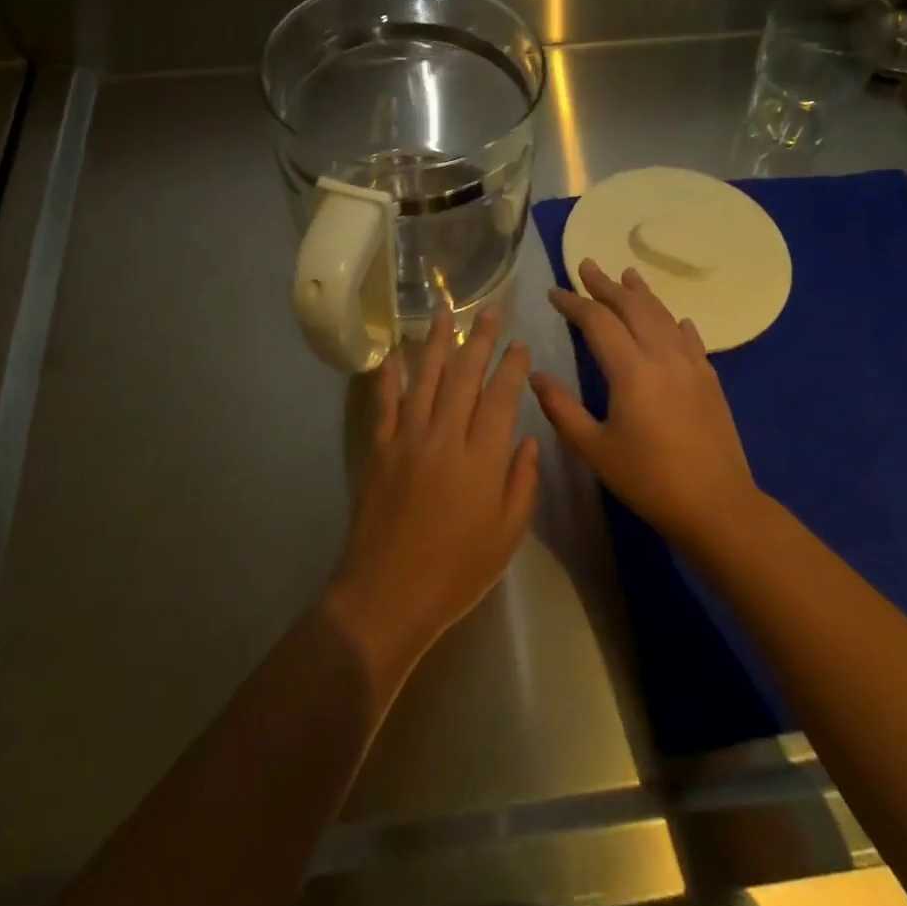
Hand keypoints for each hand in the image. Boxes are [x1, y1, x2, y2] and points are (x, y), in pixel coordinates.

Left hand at [328, 307, 539, 684]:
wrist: (387, 595)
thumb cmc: (456, 571)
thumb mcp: (506, 535)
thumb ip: (521, 482)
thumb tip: (526, 438)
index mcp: (481, 460)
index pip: (501, 398)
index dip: (511, 366)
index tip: (519, 343)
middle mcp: (444, 438)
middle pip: (464, 377)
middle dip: (478, 340)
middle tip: (487, 310)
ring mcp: (407, 440)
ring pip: (425, 380)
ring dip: (436, 344)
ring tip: (443, 312)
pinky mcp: (380, 450)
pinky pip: (385, 404)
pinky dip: (389, 376)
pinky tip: (394, 353)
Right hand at [531, 260, 760, 548]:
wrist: (716, 505)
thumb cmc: (648, 480)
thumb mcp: (594, 449)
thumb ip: (562, 409)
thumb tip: (535, 376)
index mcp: (631, 371)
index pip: (598, 322)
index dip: (574, 303)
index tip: (554, 292)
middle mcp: (663, 356)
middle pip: (633, 307)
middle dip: (606, 285)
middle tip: (585, 266)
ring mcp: (692, 365)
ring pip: (664, 315)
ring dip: (641, 293)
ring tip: (626, 275)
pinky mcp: (710, 379)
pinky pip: (690, 338)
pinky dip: (674, 322)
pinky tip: (674, 319)